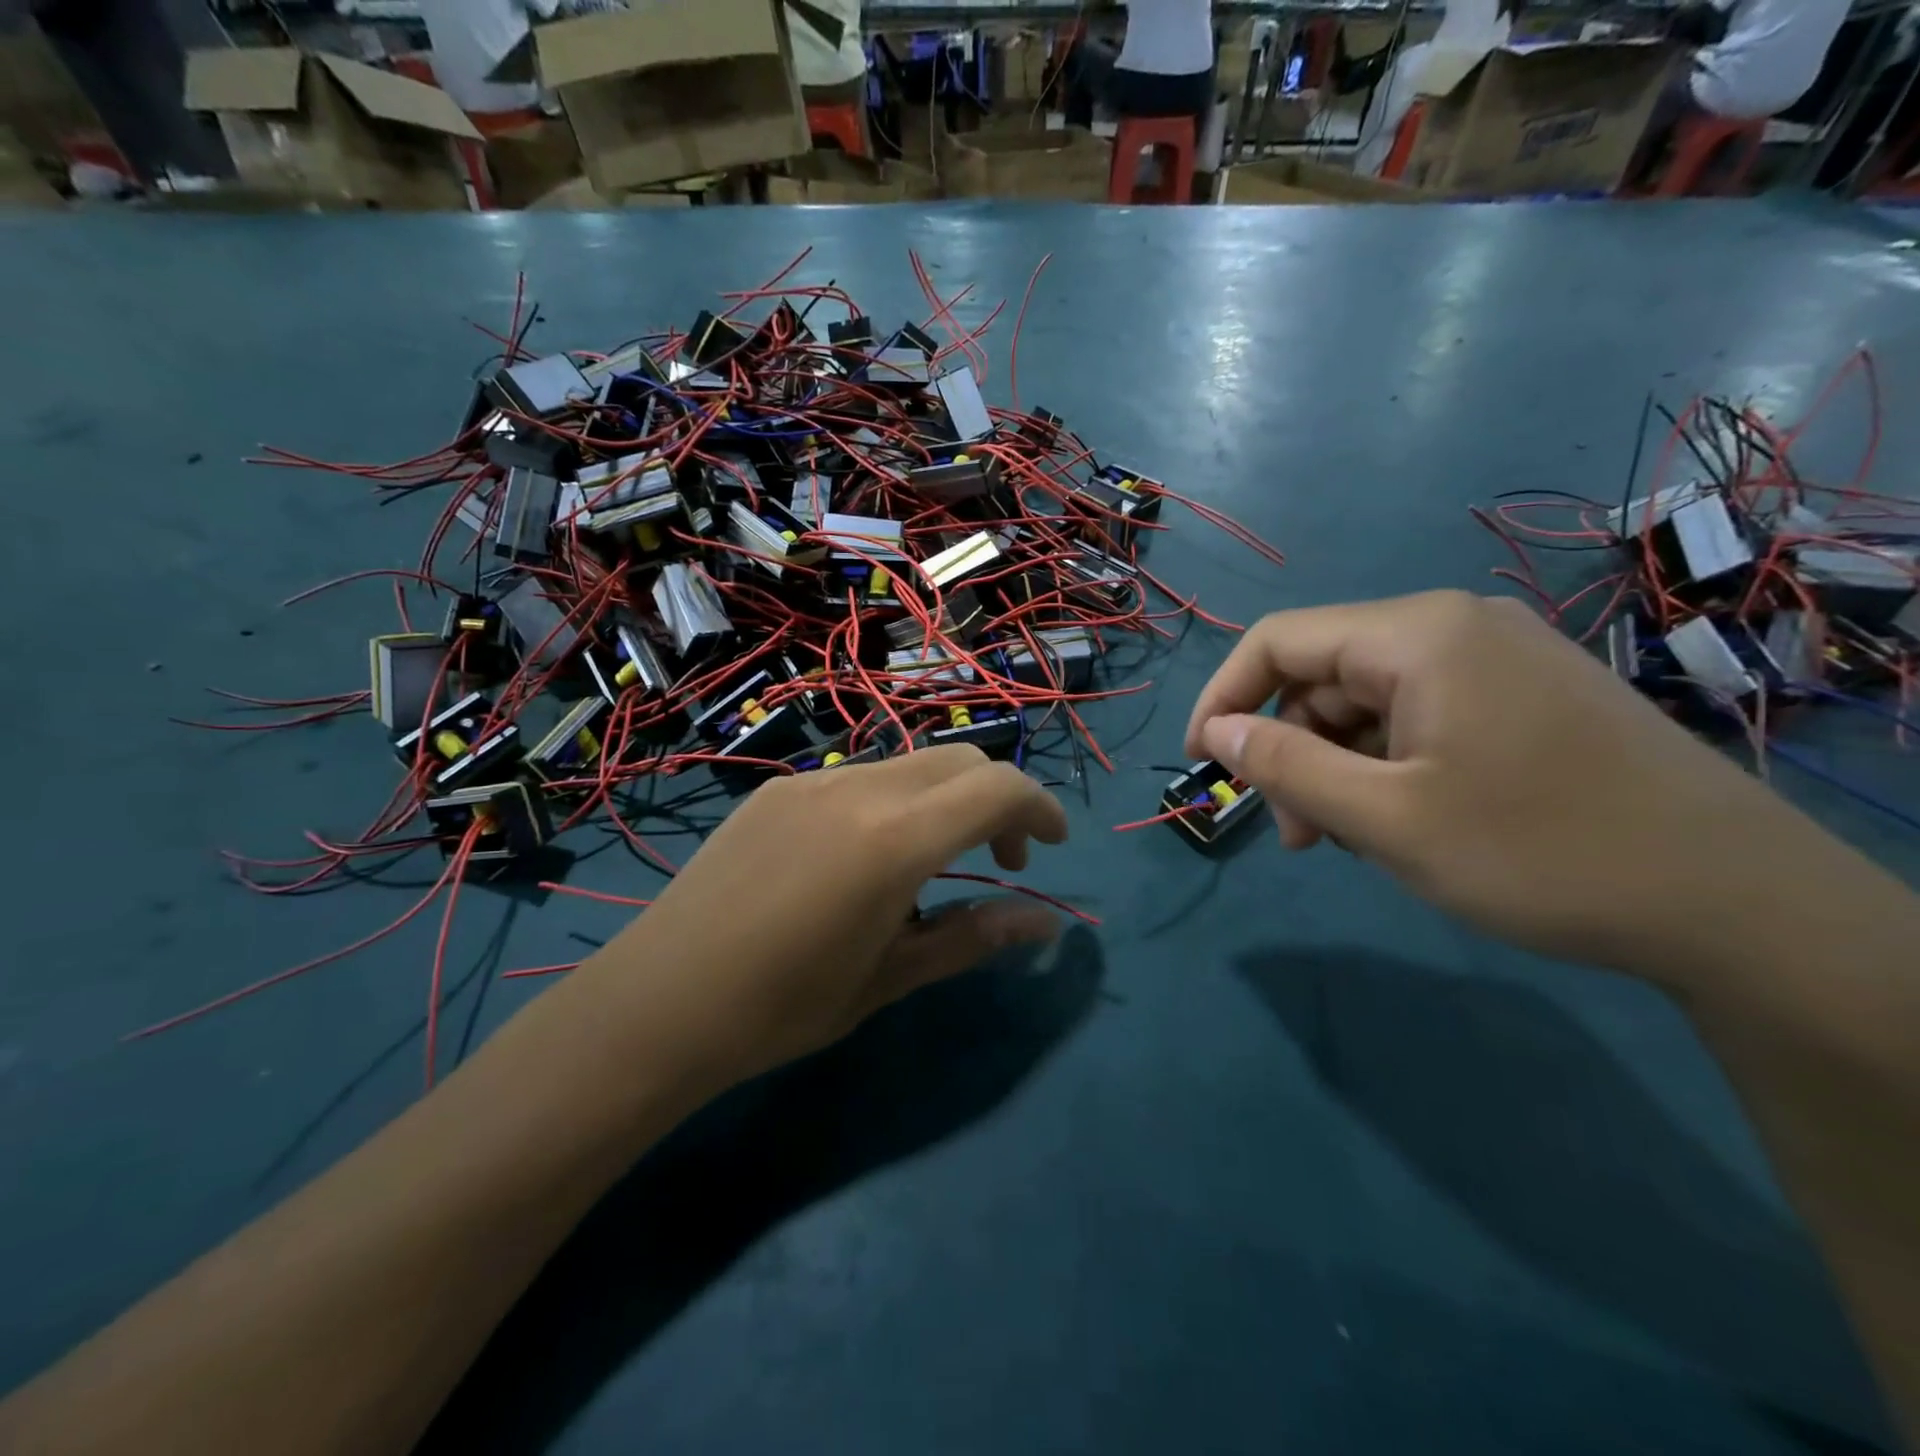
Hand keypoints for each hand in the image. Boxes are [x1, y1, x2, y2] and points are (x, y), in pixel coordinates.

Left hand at [580, 745, 1068, 1083]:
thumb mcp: (889, 978)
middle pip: (960, 761)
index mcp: (894, 839)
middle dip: (997, 801)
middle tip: (998, 864)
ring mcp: (813, 780)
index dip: (1039, 809)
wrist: (658, 1001)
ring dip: (945, 801)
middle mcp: (859, 788)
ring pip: (911, 765)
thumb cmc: (782, 1007)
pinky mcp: (778, 787)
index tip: (1051, 848)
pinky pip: (860, 777)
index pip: (997, 788)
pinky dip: (895, 802)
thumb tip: (1046, 923)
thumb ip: (972, 937)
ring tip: (929, 867)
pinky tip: (864, 860)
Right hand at [1184, 591, 1824, 984]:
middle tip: (1297, 833)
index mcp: (1416, 635)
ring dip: (1336, 766)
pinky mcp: (1526, 696)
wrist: (1738, 904)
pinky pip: (1419, 716)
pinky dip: (1386, 765)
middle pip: (1324, 675)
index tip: (1202, 762)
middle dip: (1290, 749)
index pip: (1278, 640)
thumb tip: (1216, 732)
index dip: (1224, 696)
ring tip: (1347, 840)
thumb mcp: (1384, 817)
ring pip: (1369, 702)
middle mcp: (1454, 627)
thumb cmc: (1538, 851)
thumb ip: (1283, 766)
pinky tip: (1400, 820)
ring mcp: (1497, 660)